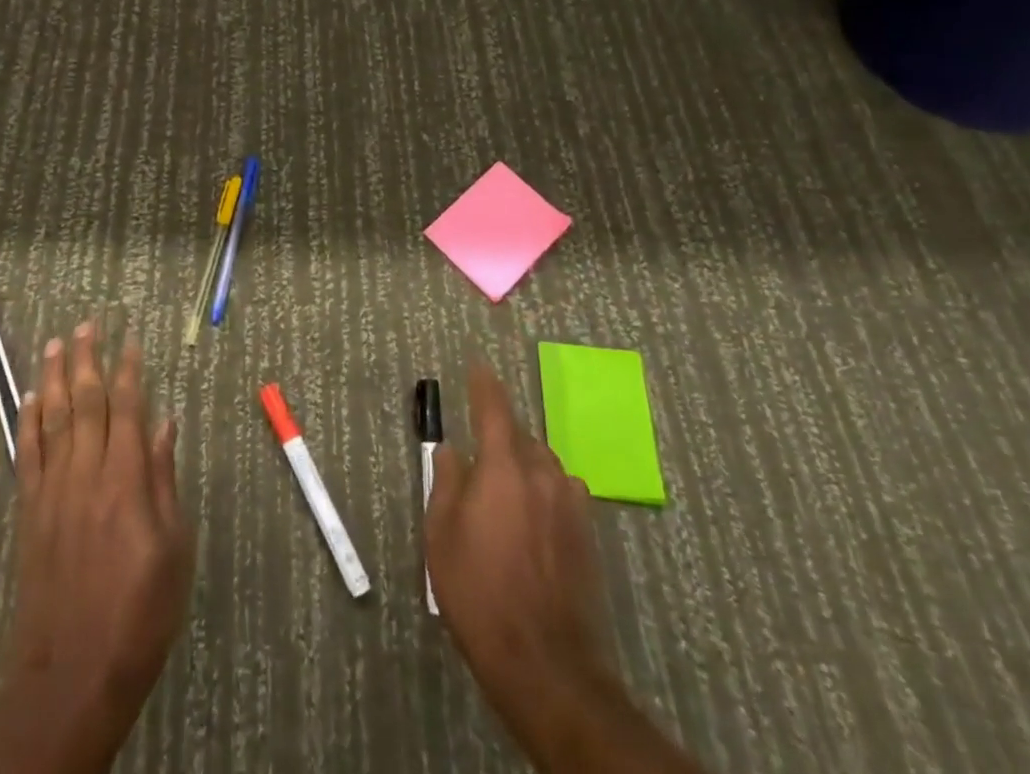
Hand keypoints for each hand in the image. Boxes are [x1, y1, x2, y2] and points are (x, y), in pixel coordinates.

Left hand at [0, 322, 192, 773]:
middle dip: (88, 358)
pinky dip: (27, 421)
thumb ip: (165, 480)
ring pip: (52, 417)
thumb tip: (167, 423)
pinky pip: (27, 453)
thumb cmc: (139, 611)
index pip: (128, 407)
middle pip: (85, 401)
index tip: (130, 339)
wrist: (72, 671)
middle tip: (89, 323)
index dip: (128, 369)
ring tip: (57, 343)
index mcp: (127, 478)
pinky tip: (28, 397)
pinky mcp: (30, 511)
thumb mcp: (174, 548)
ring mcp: (53, 489)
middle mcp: (87, 472)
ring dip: (54, 377)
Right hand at [426, 361, 605, 763]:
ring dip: (523, 465)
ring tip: (503, 494)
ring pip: (543, 465)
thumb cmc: (479, 593)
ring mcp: (571, 505)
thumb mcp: (441, 536)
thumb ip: (447, 483)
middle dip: (500, 436)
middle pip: (520, 437)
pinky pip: (562, 493)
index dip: (484, 384)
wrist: (545, 663)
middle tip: (478, 458)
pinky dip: (544, 492)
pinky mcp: (588, 535)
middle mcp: (542, 475)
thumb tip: (453, 451)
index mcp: (503, 468)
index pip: (494, 408)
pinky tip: (532, 522)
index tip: (477, 366)